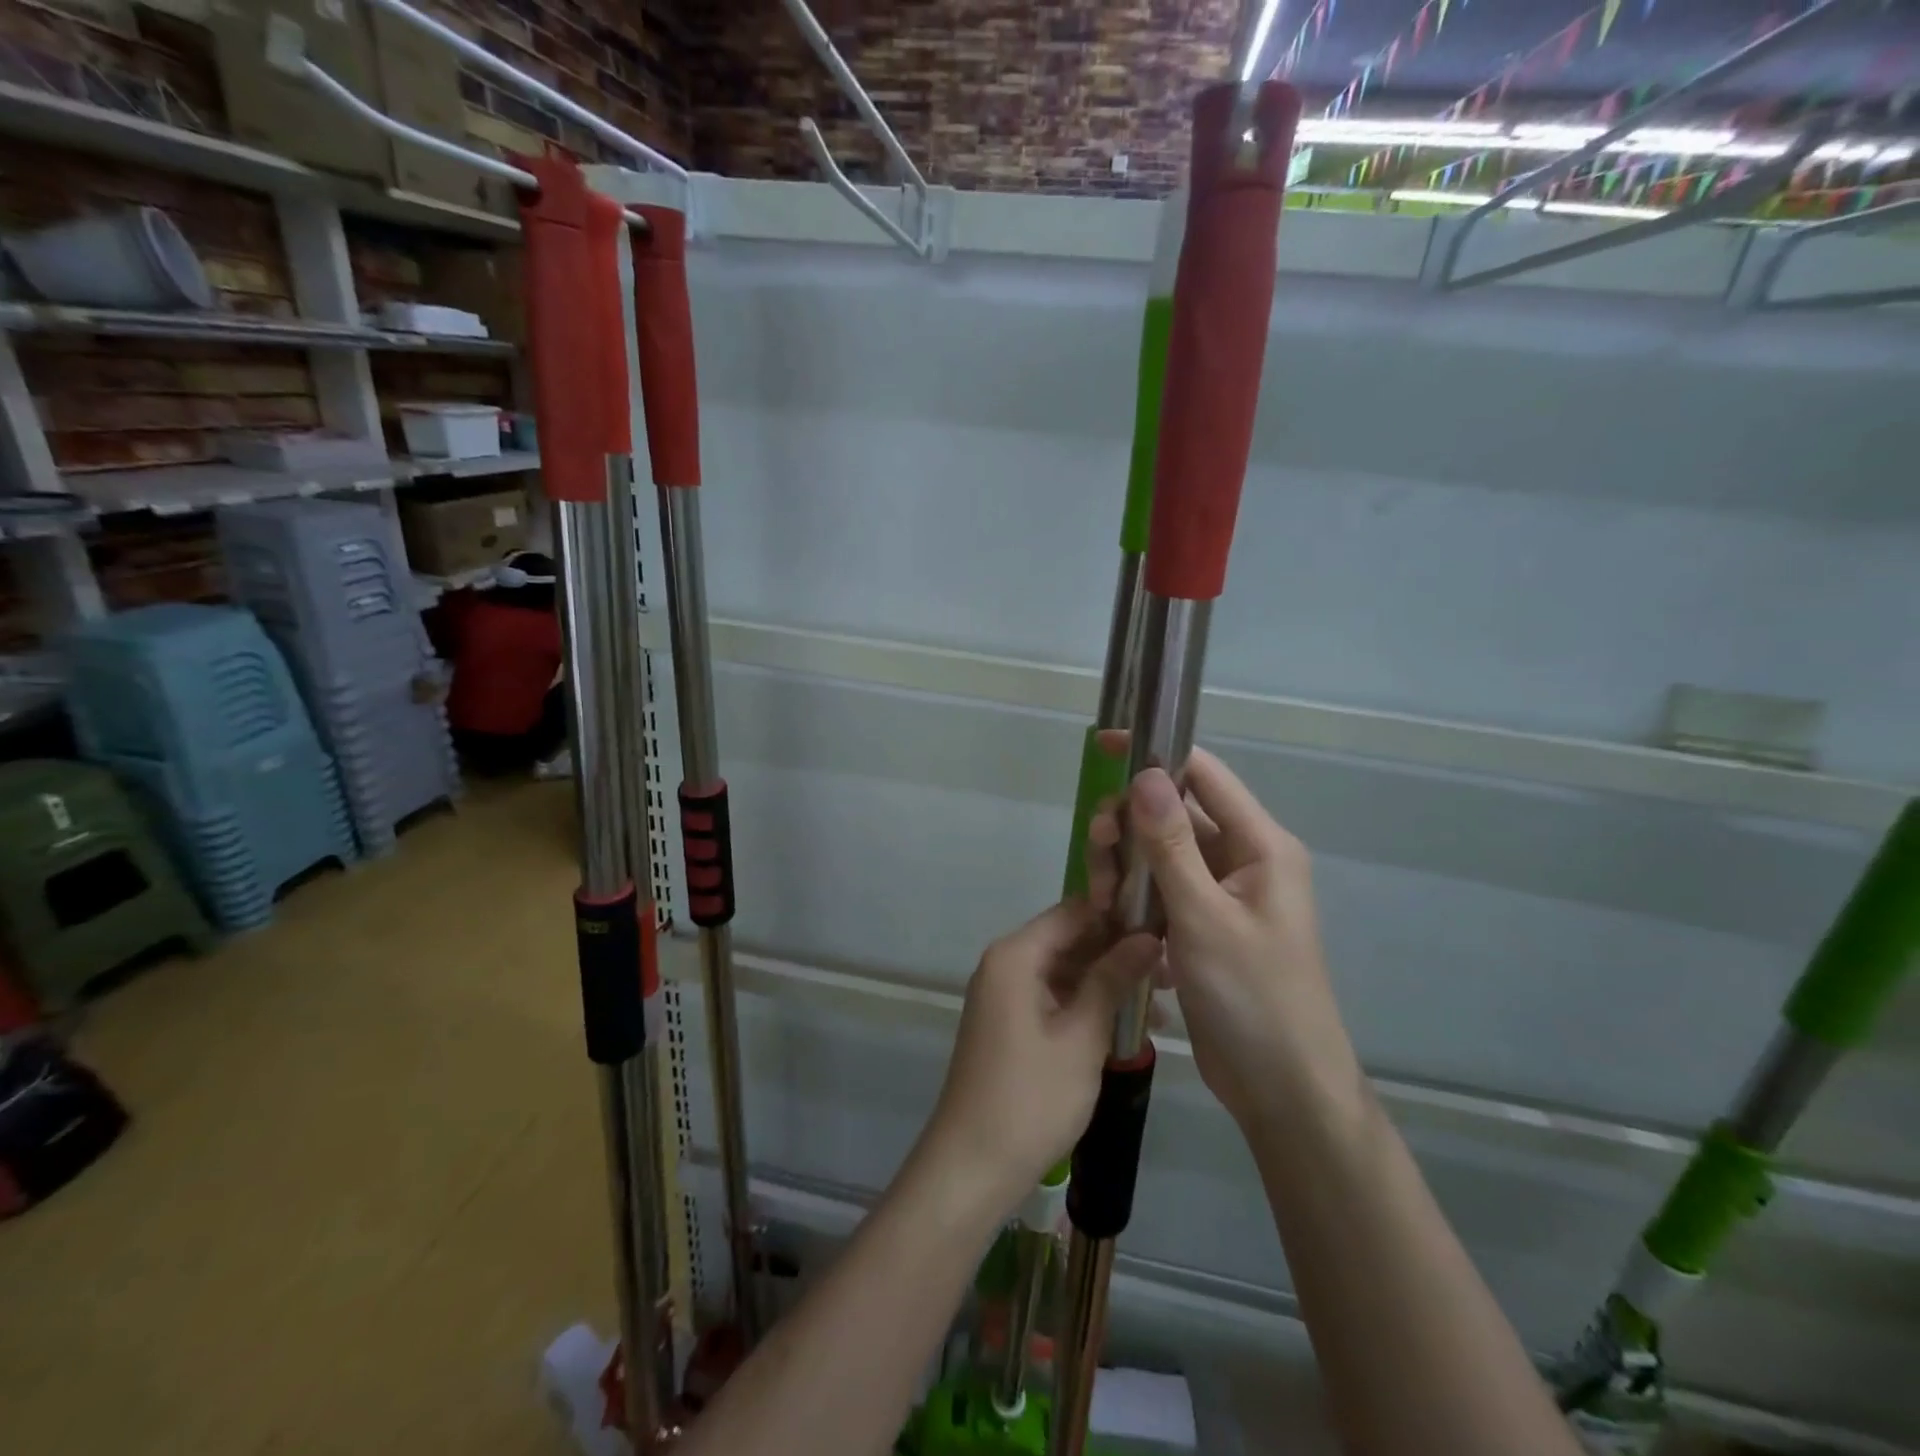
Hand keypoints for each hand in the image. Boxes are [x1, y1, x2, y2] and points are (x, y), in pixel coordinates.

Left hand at [925, 901, 1158, 1208]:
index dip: (1119, 914)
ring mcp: (1006, 994)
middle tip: (1174, 972)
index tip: (1165, 927)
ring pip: (1067, 970)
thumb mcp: (1082, 1035)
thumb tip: (1148, 936)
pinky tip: (1132, 1025)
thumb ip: (1113, 979)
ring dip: (1110, 982)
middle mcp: (1006, 964)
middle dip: (1120, 951)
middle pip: (1070, 939)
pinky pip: (1056, 997)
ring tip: (1165, 1002)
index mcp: (1016, 955)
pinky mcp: (1012, 1022)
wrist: (973, 1165)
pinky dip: (1090, 1005)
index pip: (1074, 911)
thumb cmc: (1032, 1096)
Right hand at [1087, 738, 1362, 1133]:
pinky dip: (1135, 896)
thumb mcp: (1205, 917)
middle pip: (1175, 814)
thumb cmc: (1253, 997)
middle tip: (1096, 850)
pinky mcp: (1204, 926)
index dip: (1156, 755)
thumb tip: (1144, 774)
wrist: (1283, 1089)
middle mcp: (1243, 860)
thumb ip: (1171, 844)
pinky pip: (1162, 891)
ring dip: (1127, 865)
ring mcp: (1222, 895)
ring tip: (1102, 897)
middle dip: (1130, 823)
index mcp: (1260, 846)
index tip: (1104, 748)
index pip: (1204, 775)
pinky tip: (1113, 919)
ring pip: (1162, 854)